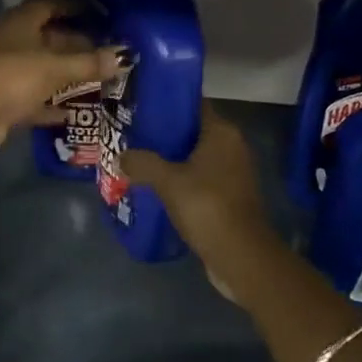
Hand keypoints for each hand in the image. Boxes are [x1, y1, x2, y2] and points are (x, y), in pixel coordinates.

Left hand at [0, 0, 121, 160]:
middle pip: (50, 38)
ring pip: (45, 69)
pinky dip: (54, 104)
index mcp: (21, 21)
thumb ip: (89, 62)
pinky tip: (77, 112)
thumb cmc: (12, 77)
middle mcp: (13, 42)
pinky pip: (37, 98)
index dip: (74, 6)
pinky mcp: (6, 101)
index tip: (101, 13)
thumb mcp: (55, 67)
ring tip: (102, 80)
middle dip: (78, 44)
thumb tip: (123, 56)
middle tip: (109, 52)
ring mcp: (7, 72)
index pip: (50, 4)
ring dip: (69, 75)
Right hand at [123, 105, 275, 291]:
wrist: (241, 257)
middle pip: (192, 131)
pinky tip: (156, 187)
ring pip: (194, 157)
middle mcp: (231, 146)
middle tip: (132, 135)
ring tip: (138, 160)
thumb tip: (120, 156)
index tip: (140, 107)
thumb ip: (142, 163)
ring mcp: (232, 172)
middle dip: (164, 134)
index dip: (167, 103)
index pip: (193, 104)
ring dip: (170, 160)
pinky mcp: (229, 196)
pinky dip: (180, 180)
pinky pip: (199, 178)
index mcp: (222, 132)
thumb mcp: (168, 181)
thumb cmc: (207, 206)